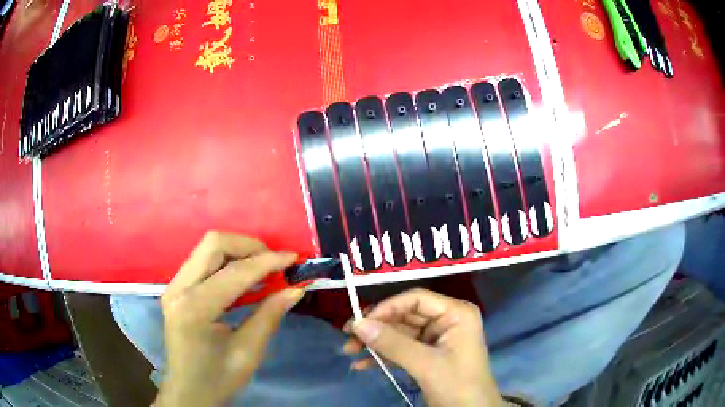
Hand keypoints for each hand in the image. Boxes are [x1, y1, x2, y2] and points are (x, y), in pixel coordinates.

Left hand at [154, 231, 303, 406]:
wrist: (188, 392)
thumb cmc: (218, 379)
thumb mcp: (248, 353)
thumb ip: (269, 316)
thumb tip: (295, 289)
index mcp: (194, 308)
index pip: (235, 272)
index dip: (267, 262)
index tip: (294, 258)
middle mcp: (178, 288)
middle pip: (213, 244)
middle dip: (249, 246)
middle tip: (275, 263)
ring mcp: (174, 286)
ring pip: (207, 248)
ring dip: (238, 252)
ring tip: (264, 269)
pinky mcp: (176, 289)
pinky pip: (203, 262)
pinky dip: (227, 262)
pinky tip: (244, 279)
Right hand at [343, 288, 502, 406]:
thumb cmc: (457, 385)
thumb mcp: (425, 364)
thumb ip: (392, 344)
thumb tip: (357, 324)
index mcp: (455, 313)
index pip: (416, 299)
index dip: (387, 307)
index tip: (360, 322)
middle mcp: (446, 320)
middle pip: (405, 315)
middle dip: (377, 328)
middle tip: (348, 337)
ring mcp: (436, 338)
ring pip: (400, 333)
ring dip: (376, 343)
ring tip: (350, 351)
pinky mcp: (427, 355)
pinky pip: (401, 349)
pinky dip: (383, 356)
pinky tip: (362, 365)